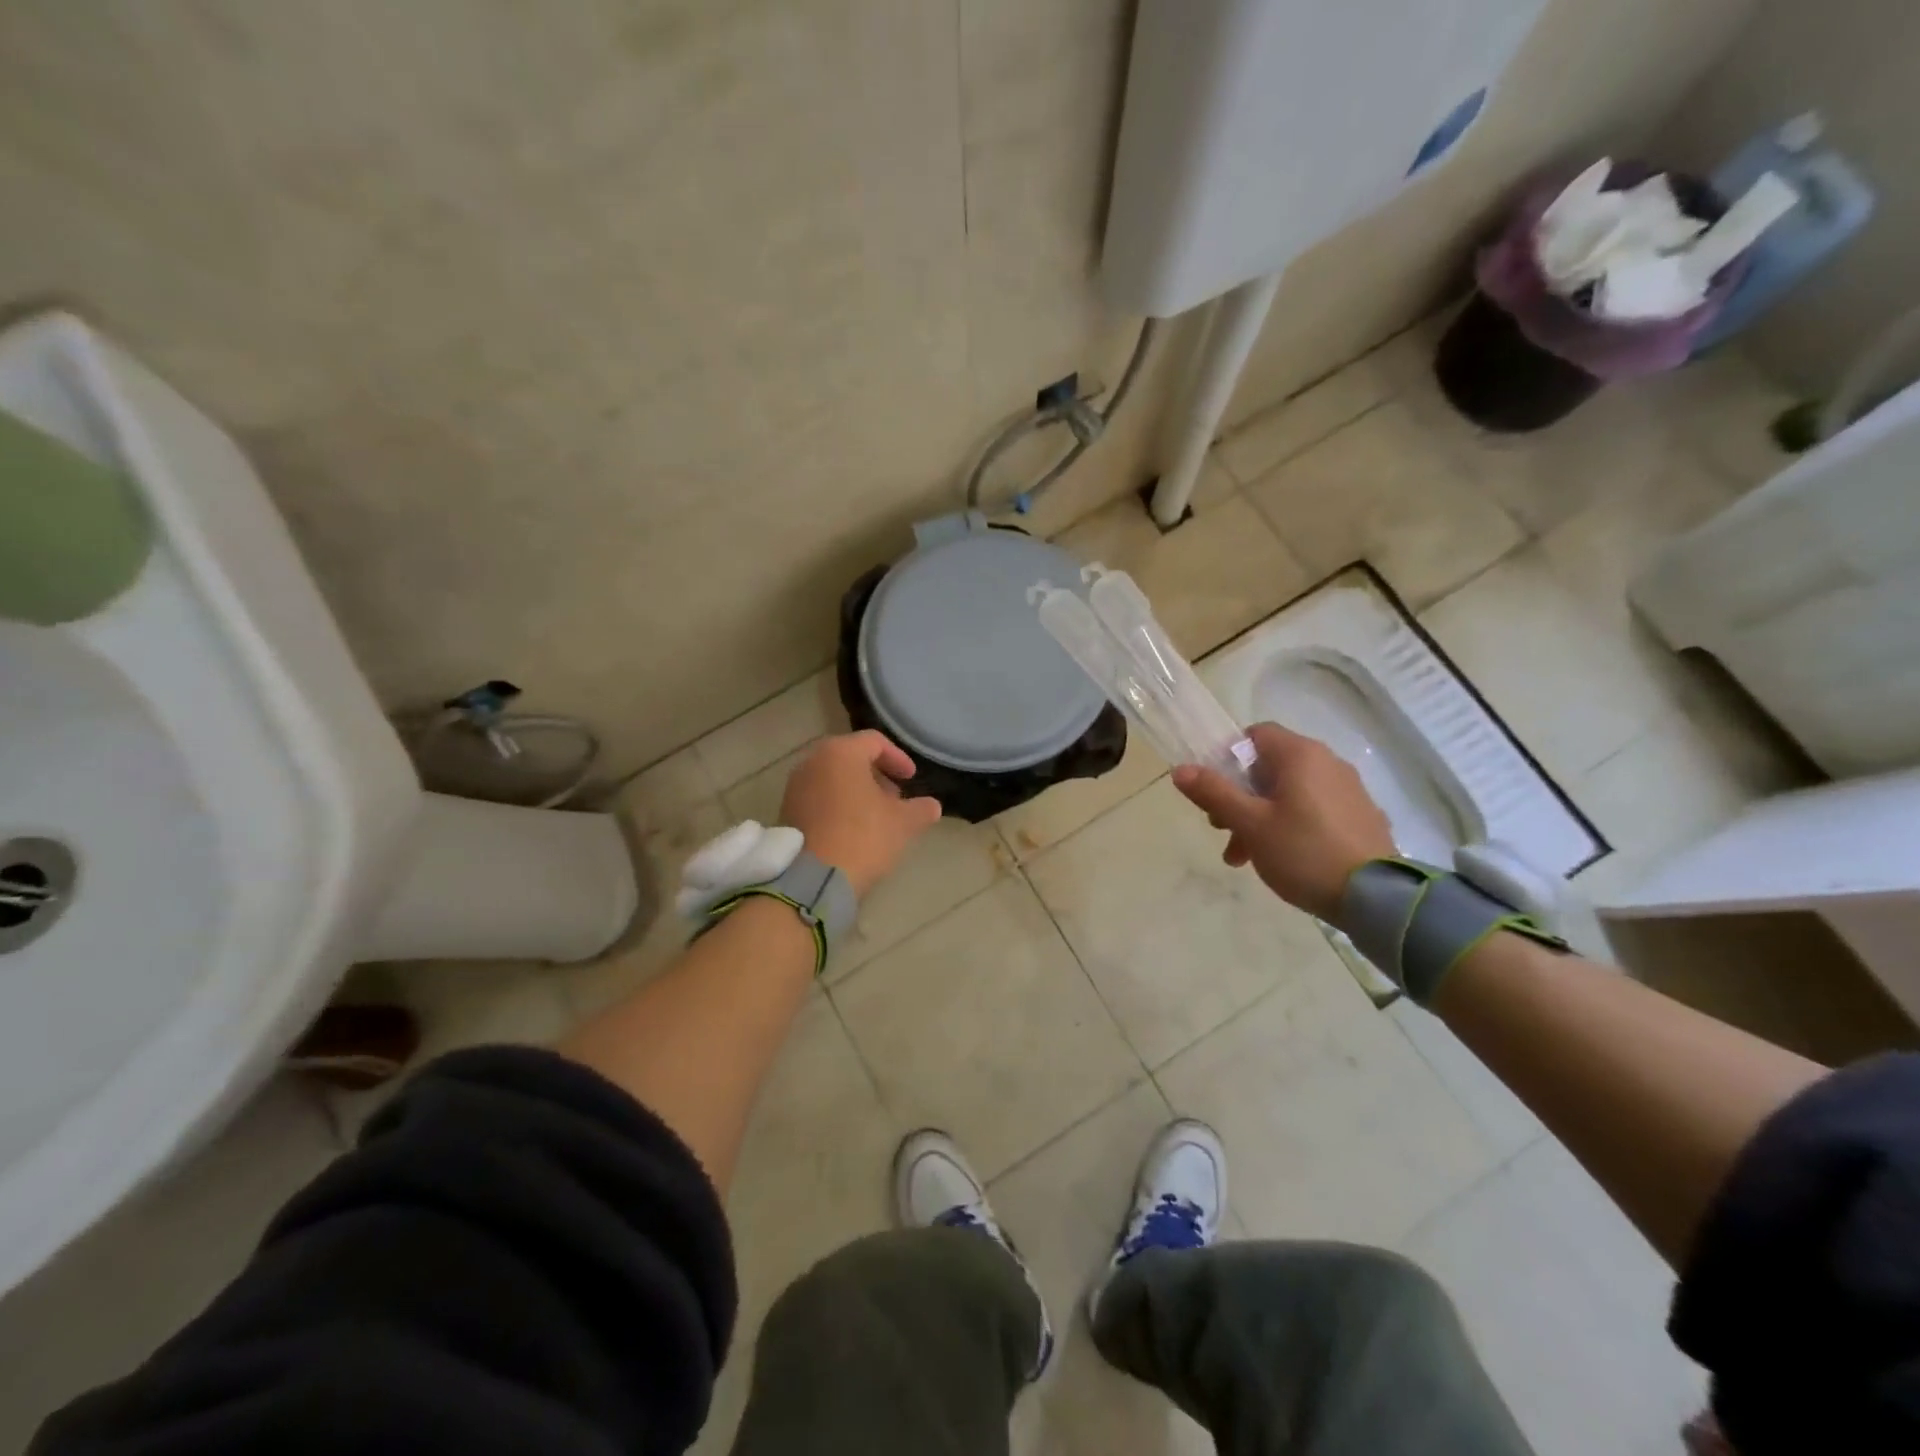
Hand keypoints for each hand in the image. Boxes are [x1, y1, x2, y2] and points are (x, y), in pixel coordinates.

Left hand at [781, 731, 941, 896]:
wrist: (812, 879)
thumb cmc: (862, 837)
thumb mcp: (903, 823)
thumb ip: (921, 809)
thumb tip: (932, 806)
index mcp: (840, 752)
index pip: (875, 742)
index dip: (898, 758)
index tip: (911, 779)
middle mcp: (812, 761)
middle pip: (850, 757)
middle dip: (876, 774)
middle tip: (895, 796)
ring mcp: (795, 786)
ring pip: (832, 777)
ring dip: (856, 790)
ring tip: (875, 815)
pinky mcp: (786, 810)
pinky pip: (818, 797)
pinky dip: (837, 803)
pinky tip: (852, 828)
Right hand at [1172, 722, 1394, 919]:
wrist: (1377, 897)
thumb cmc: (1303, 851)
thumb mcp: (1250, 824)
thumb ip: (1214, 793)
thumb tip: (1180, 769)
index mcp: (1300, 755)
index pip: (1255, 735)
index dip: (1228, 758)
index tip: (1215, 791)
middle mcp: (1328, 762)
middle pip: (1269, 767)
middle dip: (1239, 797)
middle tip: (1223, 830)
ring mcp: (1349, 790)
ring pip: (1290, 793)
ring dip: (1261, 817)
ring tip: (1246, 857)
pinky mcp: (1362, 817)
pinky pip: (1315, 810)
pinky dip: (1292, 826)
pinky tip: (1283, 859)